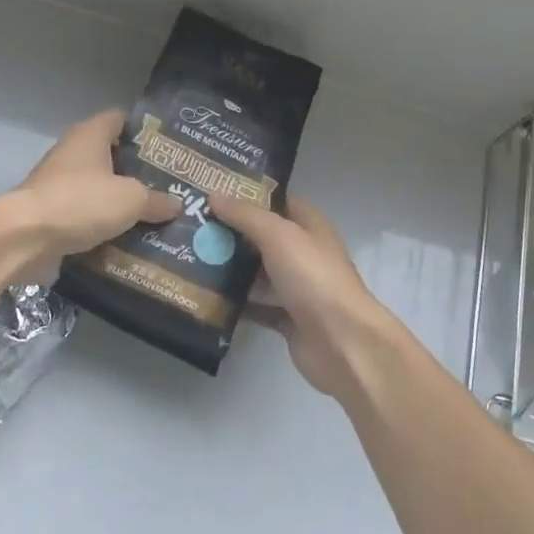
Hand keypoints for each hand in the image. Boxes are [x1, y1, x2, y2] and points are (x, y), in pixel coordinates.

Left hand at [6, 110, 180, 277]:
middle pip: (113, 155)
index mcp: (91, 135)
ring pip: (101, 188)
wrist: (25, 238)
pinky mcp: (54, 213)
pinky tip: (131, 237)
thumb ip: (156, 200)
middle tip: (172, 184)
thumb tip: (176, 205)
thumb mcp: (130, 200)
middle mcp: (74, 153)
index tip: (171, 146)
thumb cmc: (81, 202)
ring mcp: (60, 184)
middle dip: (140, 170)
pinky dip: (105, 224)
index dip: (146, 129)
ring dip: (123, 200)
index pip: (122, 119)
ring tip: (157, 213)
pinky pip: (87, 215)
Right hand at [208, 193, 401, 401]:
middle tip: (193, 224)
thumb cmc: (313, 278)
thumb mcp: (278, 235)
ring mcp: (297, 288)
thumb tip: (214, 194)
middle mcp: (305, 253)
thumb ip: (246, 215)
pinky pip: (257, 305)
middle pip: (264, 237)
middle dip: (232, 231)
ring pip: (258, 272)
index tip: (214, 190)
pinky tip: (207, 295)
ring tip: (191, 256)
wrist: (342, 343)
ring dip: (231, 267)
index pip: (279, 201)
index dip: (250, 194)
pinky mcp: (288, 318)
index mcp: (310, 226)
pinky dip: (236, 303)